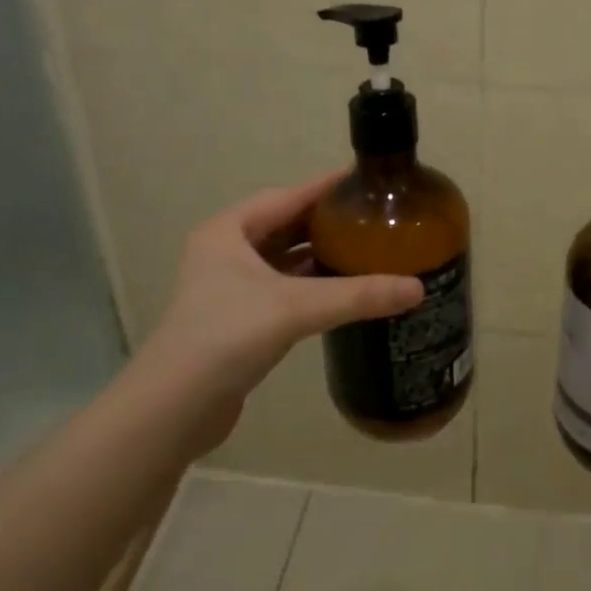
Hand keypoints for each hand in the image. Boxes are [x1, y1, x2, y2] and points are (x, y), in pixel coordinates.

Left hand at [133, 174, 422, 448]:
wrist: (172, 410)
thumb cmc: (226, 337)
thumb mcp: (295, 308)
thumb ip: (357, 295)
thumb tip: (418, 288)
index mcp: (228, 231)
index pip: (288, 196)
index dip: (327, 187)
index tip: (367, 180)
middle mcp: (225, 251)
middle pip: (287, 224)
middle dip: (328, 222)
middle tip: (374, 217)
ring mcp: (229, 286)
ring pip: (284, 258)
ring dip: (320, 254)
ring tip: (367, 248)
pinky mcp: (237, 318)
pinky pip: (283, 287)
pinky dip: (311, 284)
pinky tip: (343, 290)